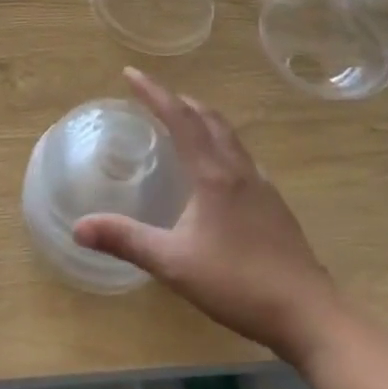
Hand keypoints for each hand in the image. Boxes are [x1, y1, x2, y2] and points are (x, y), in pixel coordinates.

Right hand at [73, 69, 346, 365]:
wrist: (309, 315)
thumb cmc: (237, 283)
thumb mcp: (172, 263)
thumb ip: (126, 240)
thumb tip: (78, 227)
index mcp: (214, 175)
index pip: (180, 119)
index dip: (154, 93)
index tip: (130, 74)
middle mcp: (239, 171)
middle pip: (210, 120)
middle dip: (180, 101)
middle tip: (154, 96)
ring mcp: (263, 187)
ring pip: (230, 137)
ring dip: (203, 120)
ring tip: (183, 122)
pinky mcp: (275, 207)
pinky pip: (242, 158)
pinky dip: (221, 145)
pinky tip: (218, 170)